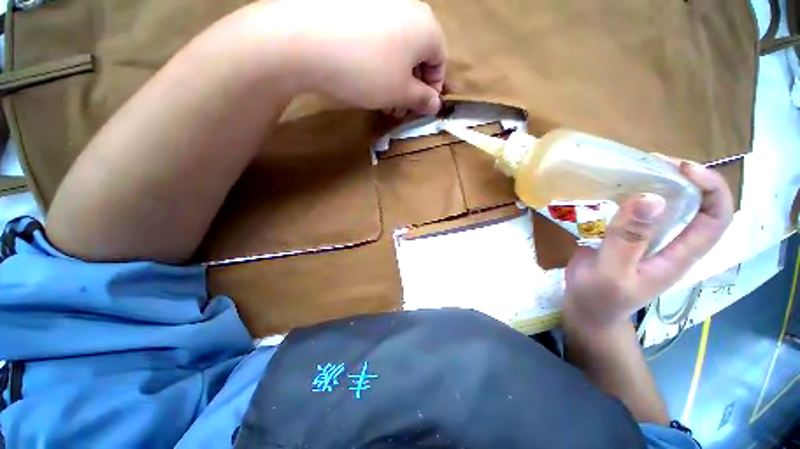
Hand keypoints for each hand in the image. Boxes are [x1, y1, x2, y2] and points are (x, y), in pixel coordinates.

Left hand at [256, 0, 445, 115]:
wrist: (306, 40)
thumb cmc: (367, 71)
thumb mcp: (401, 93)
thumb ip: (423, 100)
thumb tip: (435, 104)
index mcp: (426, 27)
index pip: (440, 62)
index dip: (432, 90)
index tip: (419, 108)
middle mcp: (408, 8)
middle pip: (418, 55)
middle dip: (411, 87)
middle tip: (398, 109)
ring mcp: (379, 4)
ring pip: (397, 48)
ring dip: (395, 78)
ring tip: (381, 98)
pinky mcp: (355, 7)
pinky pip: (378, 38)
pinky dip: (378, 61)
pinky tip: (365, 76)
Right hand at [563, 161, 733, 328]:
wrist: (586, 309)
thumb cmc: (601, 297)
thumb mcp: (613, 272)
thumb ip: (629, 240)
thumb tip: (652, 198)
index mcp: (679, 255)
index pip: (716, 218)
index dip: (711, 188)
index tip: (683, 169)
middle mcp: (671, 242)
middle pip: (694, 204)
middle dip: (680, 177)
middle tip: (649, 162)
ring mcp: (647, 238)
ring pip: (663, 204)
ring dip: (652, 183)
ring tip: (628, 170)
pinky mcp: (626, 236)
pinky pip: (633, 210)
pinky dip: (626, 194)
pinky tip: (608, 189)